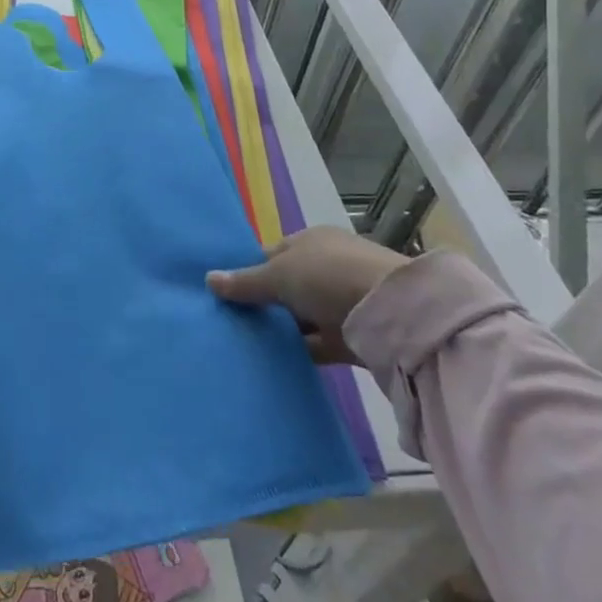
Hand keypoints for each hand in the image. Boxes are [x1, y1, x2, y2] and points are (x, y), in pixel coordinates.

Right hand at [206, 227, 406, 363]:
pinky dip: (299, 350)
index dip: (249, 271)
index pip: (272, 254)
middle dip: (263, 303)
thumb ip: (245, 282)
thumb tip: (208, 279)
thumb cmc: (329, 277)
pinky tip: (273, 361)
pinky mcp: (353, 336)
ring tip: (244, 344)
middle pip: (286, 285)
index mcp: (312, 241)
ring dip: (281, 329)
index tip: (224, 293)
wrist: (393, 313)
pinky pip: (317, 343)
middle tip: (230, 321)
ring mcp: (342, 301)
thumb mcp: (279, 274)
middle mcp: (327, 267)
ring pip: (301, 316)